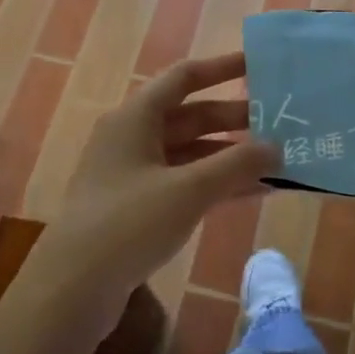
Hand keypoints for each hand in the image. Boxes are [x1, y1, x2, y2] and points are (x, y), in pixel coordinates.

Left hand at [30, 51, 277, 318]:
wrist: (73, 289)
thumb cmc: (129, 224)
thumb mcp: (189, 190)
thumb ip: (236, 164)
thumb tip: (276, 147)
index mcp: (135, 117)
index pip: (184, 77)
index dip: (222, 68)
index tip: (259, 64)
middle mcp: (132, 137)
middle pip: (191, 116)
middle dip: (235, 120)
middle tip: (281, 122)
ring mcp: (133, 173)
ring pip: (190, 153)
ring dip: (230, 157)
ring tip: (276, 161)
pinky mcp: (137, 207)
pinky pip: (184, 183)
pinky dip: (216, 185)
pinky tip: (253, 194)